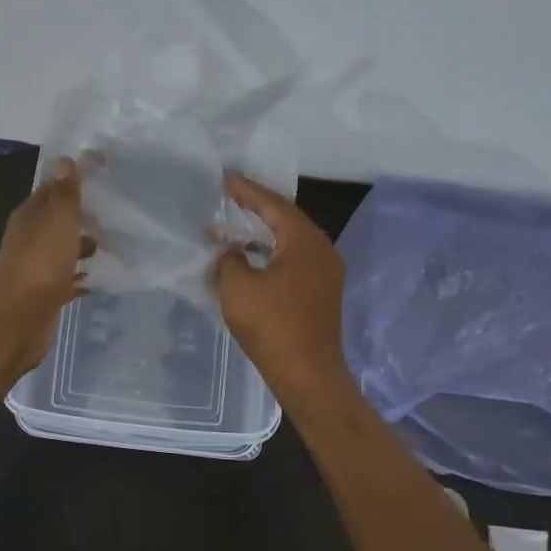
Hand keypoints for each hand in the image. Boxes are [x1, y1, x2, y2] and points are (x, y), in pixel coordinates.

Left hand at [0, 158, 95, 376]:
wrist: (19, 318)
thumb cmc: (40, 263)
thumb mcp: (57, 220)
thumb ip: (65, 193)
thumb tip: (65, 159)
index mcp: (29, 217)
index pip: (51, 190)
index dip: (73, 182)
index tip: (101, 177)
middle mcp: (30, 239)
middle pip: (57, 221)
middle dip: (81, 217)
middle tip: (114, 213)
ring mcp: (37, 268)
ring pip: (63, 251)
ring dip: (83, 247)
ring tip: (113, 244)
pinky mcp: (46, 294)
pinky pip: (68, 280)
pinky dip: (82, 277)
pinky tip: (101, 279)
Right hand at [213, 171, 353, 401]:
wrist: (308, 374)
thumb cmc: (272, 326)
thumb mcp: (238, 287)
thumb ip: (230, 259)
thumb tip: (233, 253)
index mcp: (304, 241)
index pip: (273, 204)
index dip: (246, 190)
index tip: (225, 176)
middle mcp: (321, 249)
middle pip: (285, 218)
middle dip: (256, 207)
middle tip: (230, 194)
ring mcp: (325, 272)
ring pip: (290, 241)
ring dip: (261, 233)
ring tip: (233, 226)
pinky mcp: (321, 292)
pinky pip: (294, 259)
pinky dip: (270, 253)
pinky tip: (249, 259)